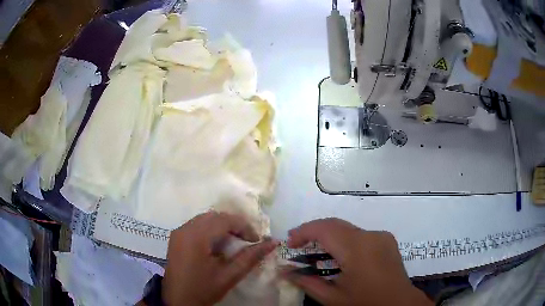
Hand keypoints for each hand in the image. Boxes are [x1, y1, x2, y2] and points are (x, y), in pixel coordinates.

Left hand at [162, 211, 276, 305]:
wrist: (177, 300)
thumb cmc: (203, 289)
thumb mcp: (229, 276)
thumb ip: (251, 257)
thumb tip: (273, 242)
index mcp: (196, 237)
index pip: (225, 220)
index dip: (244, 227)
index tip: (256, 241)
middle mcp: (185, 228)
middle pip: (214, 216)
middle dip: (234, 225)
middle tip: (247, 241)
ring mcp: (178, 232)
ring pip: (205, 219)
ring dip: (222, 226)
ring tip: (233, 243)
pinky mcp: (176, 237)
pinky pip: (196, 225)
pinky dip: (210, 230)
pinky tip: (216, 245)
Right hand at [284, 218, 431, 305]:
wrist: (399, 304)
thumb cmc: (365, 303)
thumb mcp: (332, 298)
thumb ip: (307, 282)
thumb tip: (284, 272)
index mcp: (357, 249)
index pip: (325, 229)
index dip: (304, 231)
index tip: (290, 242)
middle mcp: (370, 235)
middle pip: (336, 224)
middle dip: (313, 231)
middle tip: (297, 245)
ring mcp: (381, 235)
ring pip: (347, 228)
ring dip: (329, 236)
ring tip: (315, 251)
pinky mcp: (386, 239)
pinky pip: (360, 234)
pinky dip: (344, 240)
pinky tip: (339, 255)